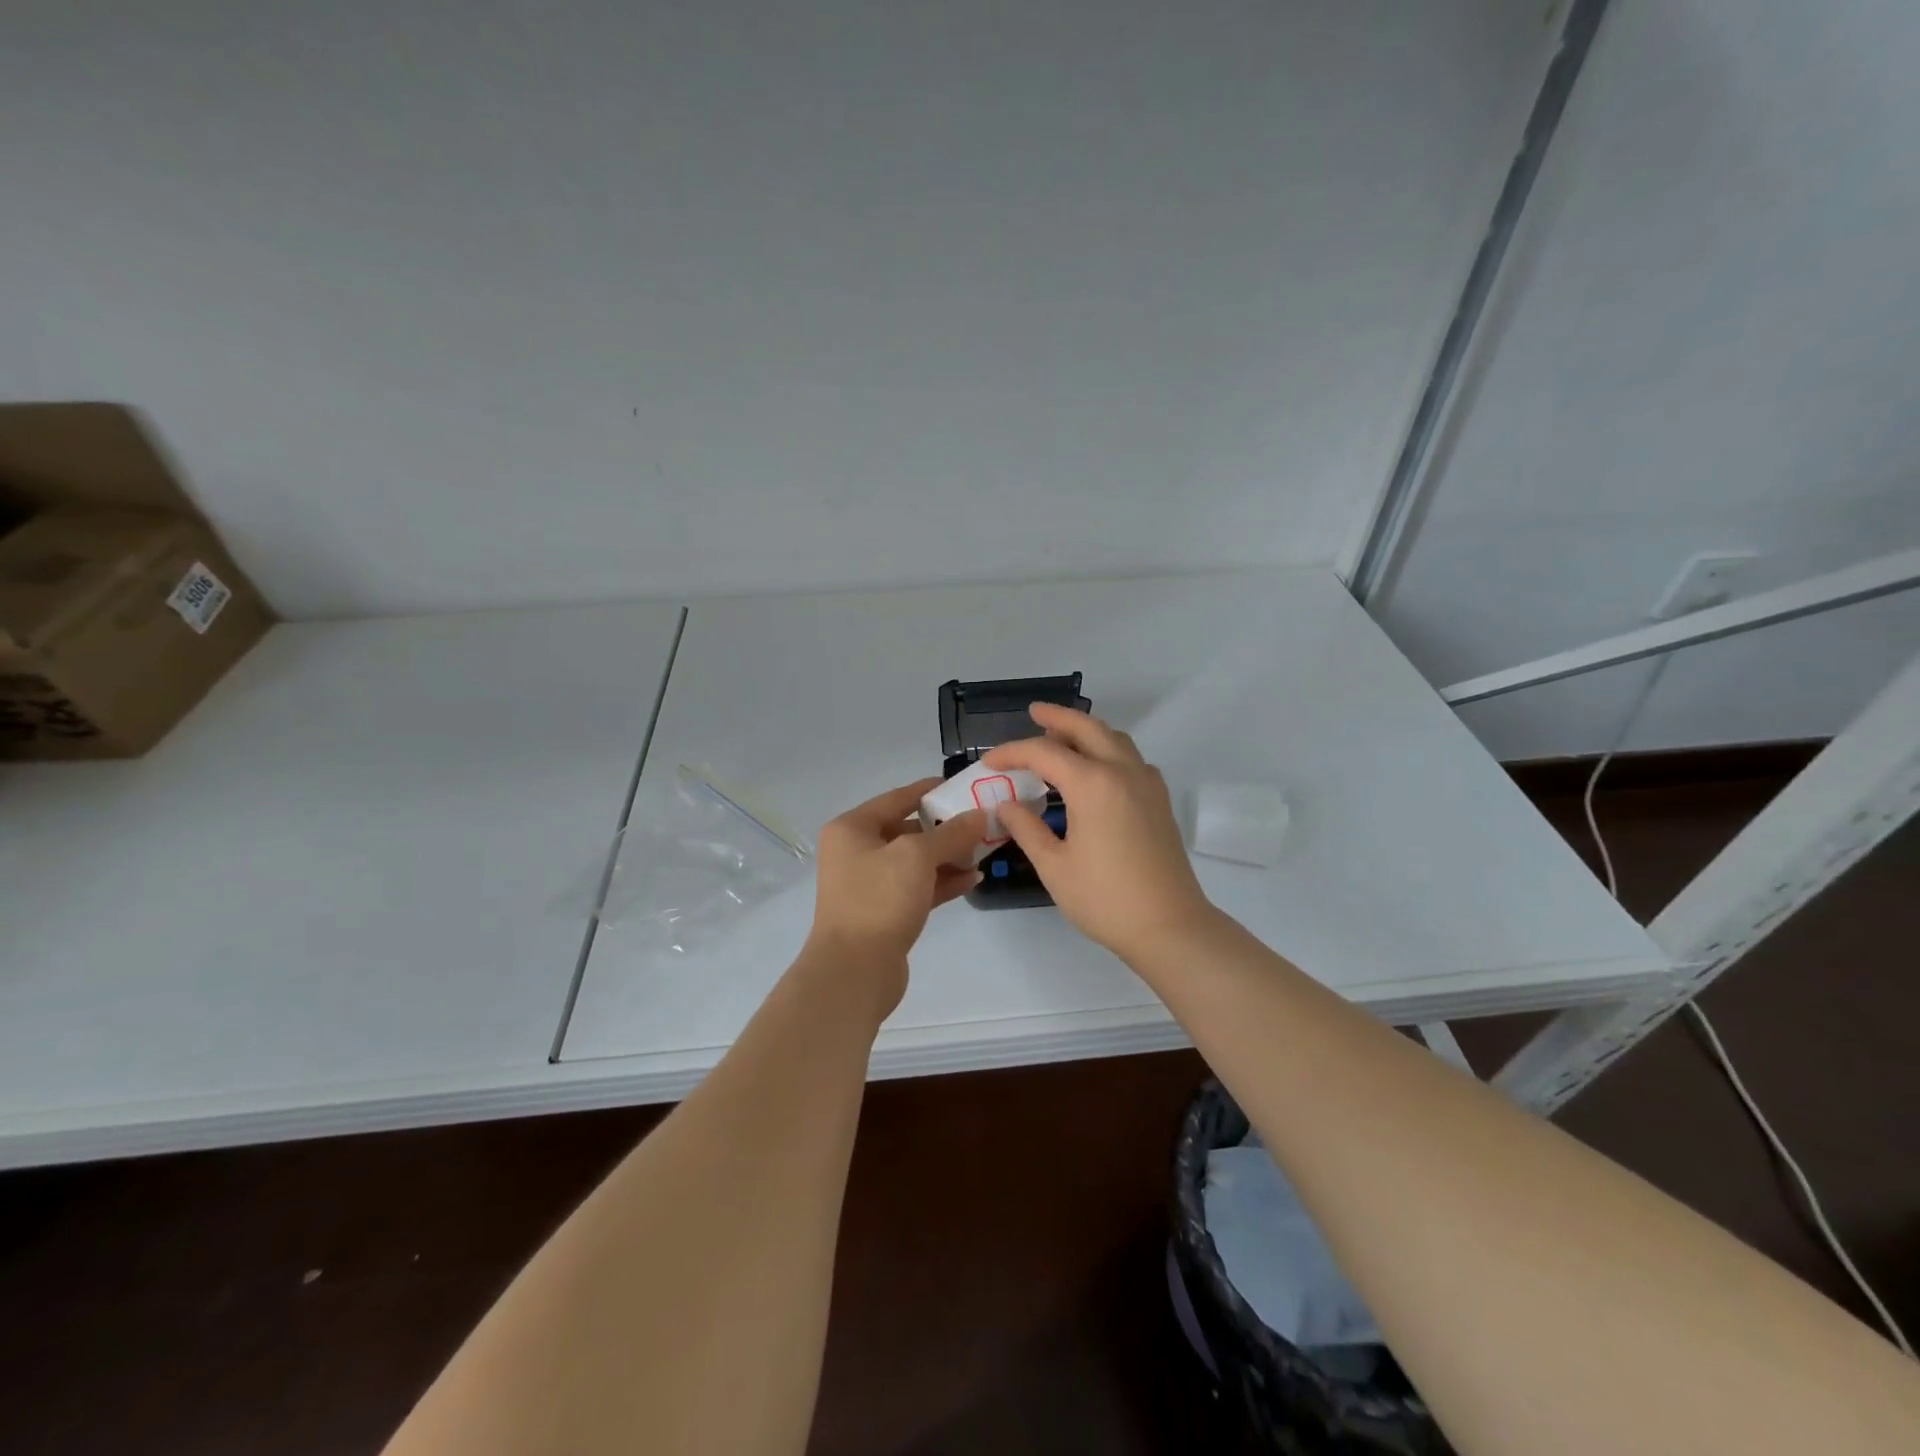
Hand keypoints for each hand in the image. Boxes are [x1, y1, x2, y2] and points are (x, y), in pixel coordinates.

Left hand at [806, 781, 981, 1010]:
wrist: (854, 971)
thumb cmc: (879, 899)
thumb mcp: (917, 856)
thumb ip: (951, 833)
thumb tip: (978, 815)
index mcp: (852, 828)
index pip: (897, 798)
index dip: (930, 791)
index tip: (963, 787)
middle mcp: (856, 852)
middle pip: (907, 829)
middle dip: (945, 828)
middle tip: (982, 824)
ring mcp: (869, 884)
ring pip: (915, 861)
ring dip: (948, 856)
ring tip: (984, 852)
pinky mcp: (884, 912)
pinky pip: (917, 887)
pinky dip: (943, 882)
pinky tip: (973, 879)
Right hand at [984, 704, 1215, 960]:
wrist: (1170, 926)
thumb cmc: (1105, 899)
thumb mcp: (1054, 866)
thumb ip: (1027, 829)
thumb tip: (1007, 804)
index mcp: (1092, 784)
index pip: (1044, 753)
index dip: (1012, 753)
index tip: (989, 762)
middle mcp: (1122, 772)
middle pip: (1087, 728)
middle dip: (1057, 717)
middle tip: (1034, 712)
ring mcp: (1146, 783)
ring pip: (1114, 739)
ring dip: (1086, 730)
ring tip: (1062, 736)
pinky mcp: (1159, 800)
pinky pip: (1131, 758)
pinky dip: (1109, 750)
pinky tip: (1096, 770)